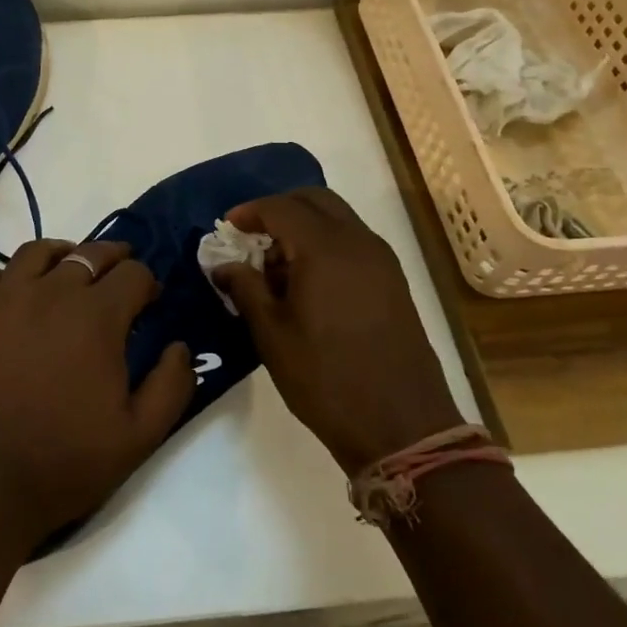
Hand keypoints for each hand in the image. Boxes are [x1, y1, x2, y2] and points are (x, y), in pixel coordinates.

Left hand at [0, 239, 195, 550]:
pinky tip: (11, 295)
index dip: (146, 282)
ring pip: (36, 253)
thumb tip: (179, 347)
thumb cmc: (60, 463)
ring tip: (66, 268)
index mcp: (96, 317)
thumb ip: (170, 387)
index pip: (133, 274)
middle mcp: (50, 293)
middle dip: (111, 258)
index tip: (148, 299)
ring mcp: (0, 298)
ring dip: (61, 256)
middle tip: (118, 270)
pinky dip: (7, 277)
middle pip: (88, 254)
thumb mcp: (137, 438)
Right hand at [211, 187, 462, 474]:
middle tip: (252, 237)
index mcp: (325, 249)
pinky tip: (307, 283)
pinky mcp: (394, 281)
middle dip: (280, 209)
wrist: (402, 426)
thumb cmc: (326, 378)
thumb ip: (245, 288)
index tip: (227, 228)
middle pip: (315, 201)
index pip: (281, 208)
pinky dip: (326, 244)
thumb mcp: (272, 335)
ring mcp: (381, 260)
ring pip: (337, 219)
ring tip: (276, 268)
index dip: (250, 212)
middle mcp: (358, 242)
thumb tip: (224, 266)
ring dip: (304, 227)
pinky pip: (353, 242)